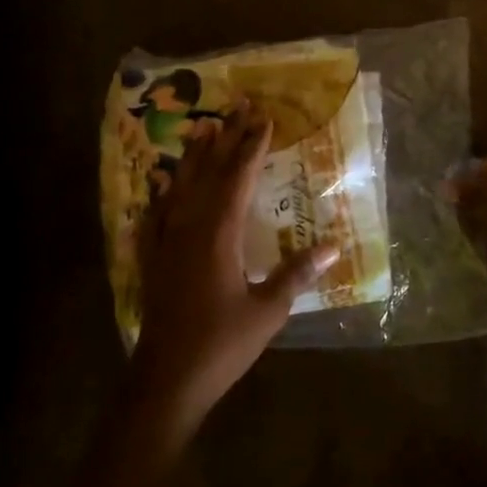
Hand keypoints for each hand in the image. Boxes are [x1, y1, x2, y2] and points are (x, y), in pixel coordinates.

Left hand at [130, 101, 338, 434]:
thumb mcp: (268, 310)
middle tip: (238, 106)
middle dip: (226, 138)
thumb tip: (334, 246)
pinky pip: (157, 212)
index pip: (238, 178)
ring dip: (195, 156)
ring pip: (180, 186)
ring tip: (204, 128)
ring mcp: (165, 241)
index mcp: (217, 234)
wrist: (166, 380)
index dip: (252, 146)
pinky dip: (165, 191)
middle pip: (209, 172)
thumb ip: (297, 273)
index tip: (265, 118)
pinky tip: (164, 183)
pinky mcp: (153, 259)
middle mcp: (188, 227)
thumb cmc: (222, 344)